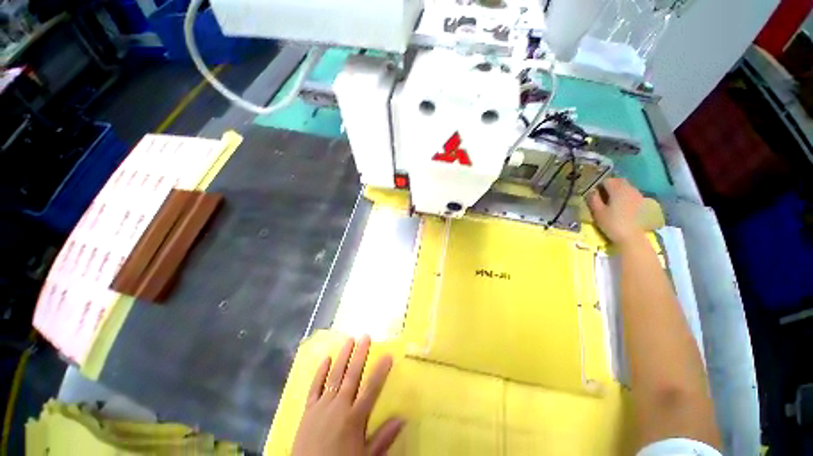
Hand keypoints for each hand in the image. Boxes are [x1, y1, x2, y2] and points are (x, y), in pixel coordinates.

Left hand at [292, 335, 403, 455]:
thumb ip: (383, 438)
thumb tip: (403, 418)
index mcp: (355, 418)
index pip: (371, 388)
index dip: (381, 371)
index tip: (388, 355)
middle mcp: (339, 406)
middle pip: (352, 375)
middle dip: (360, 354)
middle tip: (365, 336)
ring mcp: (322, 406)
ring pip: (335, 375)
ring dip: (343, 356)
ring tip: (349, 340)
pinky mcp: (308, 409)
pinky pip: (315, 386)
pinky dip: (320, 372)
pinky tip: (326, 358)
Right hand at [587, 178, 644, 244]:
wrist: (632, 237)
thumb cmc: (612, 224)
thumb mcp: (598, 212)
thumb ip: (593, 199)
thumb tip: (591, 191)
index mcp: (617, 190)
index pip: (607, 180)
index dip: (598, 185)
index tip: (593, 192)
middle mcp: (630, 189)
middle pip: (618, 181)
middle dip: (609, 185)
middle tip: (601, 194)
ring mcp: (638, 196)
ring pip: (626, 187)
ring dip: (618, 190)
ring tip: (611, 200)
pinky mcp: (642, 203)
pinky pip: (632, 194)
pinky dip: (625, 196)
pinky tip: (621, 206)